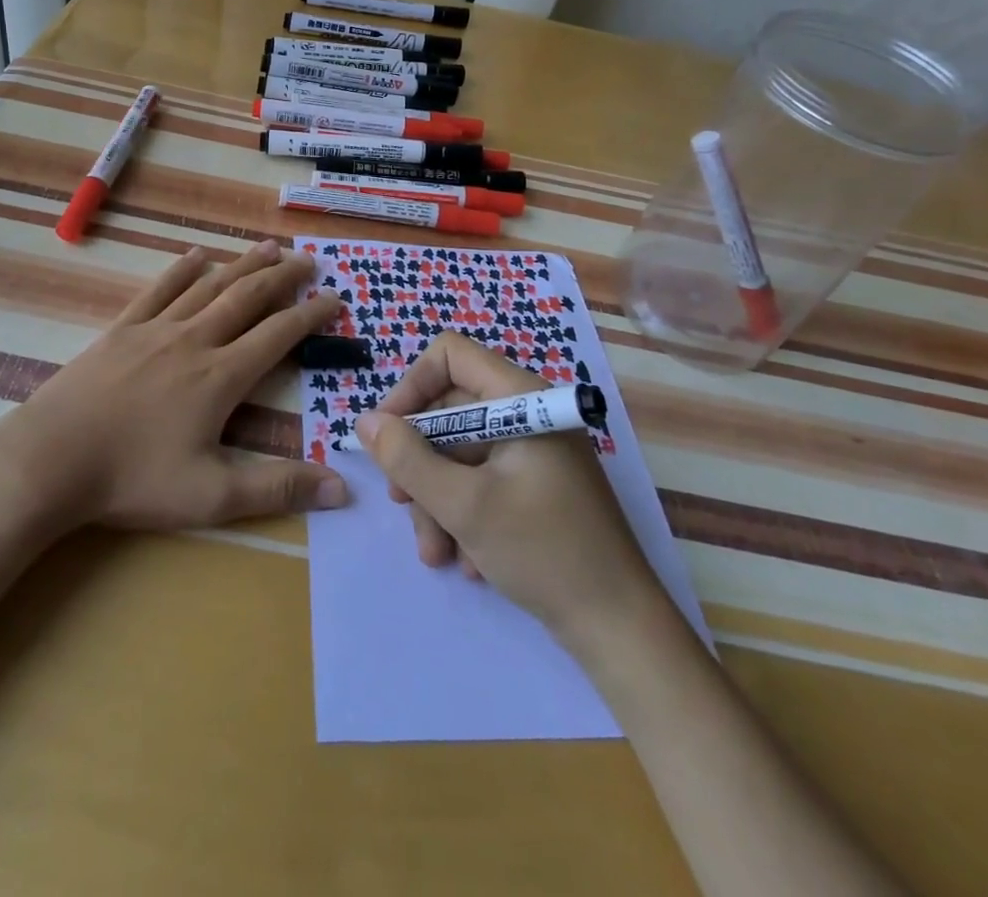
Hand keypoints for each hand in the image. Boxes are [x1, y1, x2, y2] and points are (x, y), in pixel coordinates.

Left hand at [0, 241, 347, 531]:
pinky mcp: (120, 330)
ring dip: (241, 264)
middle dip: (282, 277)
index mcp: (221, 376)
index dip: (311, 315)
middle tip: (308, 259)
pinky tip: (195, 256)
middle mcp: (194, 340)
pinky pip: (158, 290)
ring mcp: (155, 330)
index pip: (279, 335)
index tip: (335, 298)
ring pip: (208, 286)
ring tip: (267, 247)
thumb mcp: (211, 496)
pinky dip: (181, 270)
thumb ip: (278, 488)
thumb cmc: (132, 479)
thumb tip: (343, 488)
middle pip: (247, 298)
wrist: (49, 460)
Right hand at [354, 333, 656, 643]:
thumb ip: (407, 459)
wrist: (622, 631)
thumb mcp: (464, 506)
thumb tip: (366, 422)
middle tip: (403, 507)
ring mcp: (534, 452)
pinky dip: (464, 515)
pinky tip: (468, 560)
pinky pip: (482, 480)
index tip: (388, 436)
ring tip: (436, 554)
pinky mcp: (536, 486)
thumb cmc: (544, 553)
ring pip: (461, 453)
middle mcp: (528, 414)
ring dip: (438, 500)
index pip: (450, 355)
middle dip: (420, 463)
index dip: (411, 387)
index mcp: (522, 398)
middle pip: (449, 411)